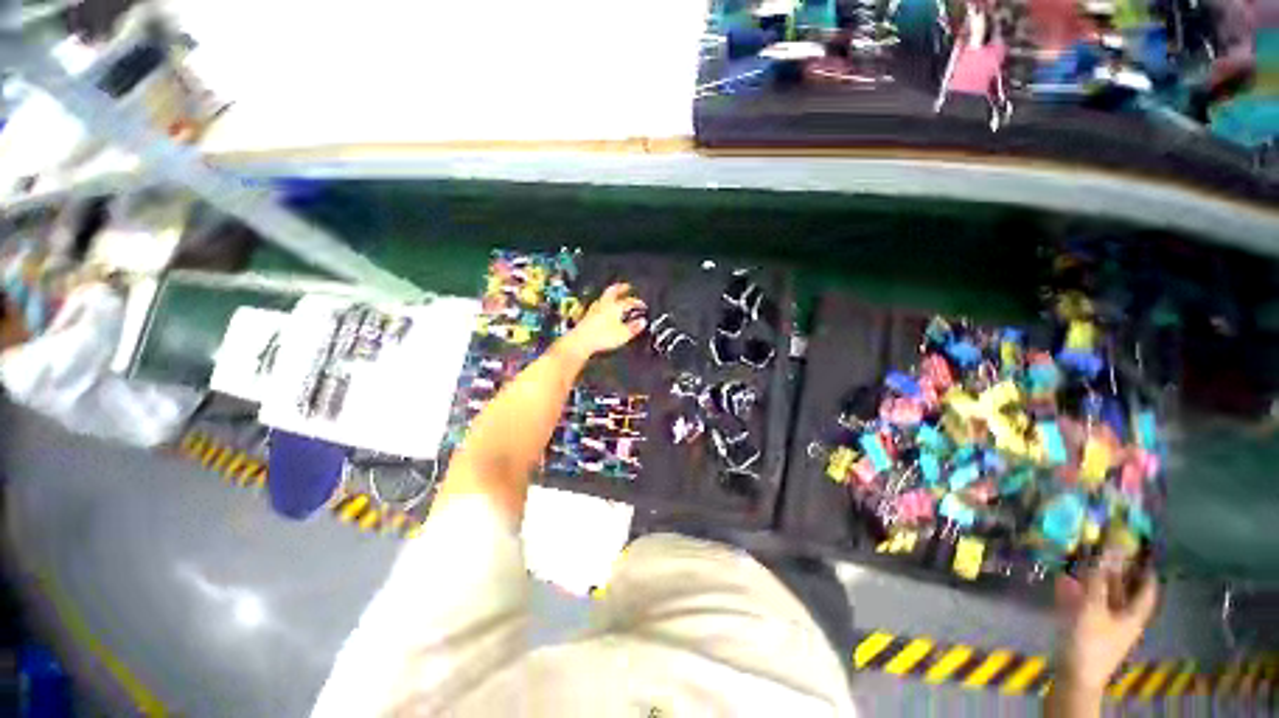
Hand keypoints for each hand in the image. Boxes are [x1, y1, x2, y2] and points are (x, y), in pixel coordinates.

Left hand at [559, 283, 646, 359]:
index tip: (642, 305)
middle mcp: (604, 304)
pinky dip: (603, 303)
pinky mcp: (587, 316)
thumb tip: (642, 322)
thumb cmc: (603, 337)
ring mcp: (594, 309)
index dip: (637, 302)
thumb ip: (633, 327)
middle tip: (626, 286)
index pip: (629, 301)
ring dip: (611, 294)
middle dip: (621, 288)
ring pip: (604, 297)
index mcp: (615, 306)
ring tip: (615, 294)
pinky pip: (598, 305)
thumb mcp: (623, 334)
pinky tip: (603, 308)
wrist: (581, 341)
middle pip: (613, 291)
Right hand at [1053, 563, 1158, 695]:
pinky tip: (1064, 580)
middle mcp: (1123, 617)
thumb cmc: (1091, 641)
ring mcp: (1104, 624)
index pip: (1147, 589)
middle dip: (1115, 571)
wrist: (1074, 676)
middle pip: (1123, 591)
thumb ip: (1098, 580)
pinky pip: (1085, 603)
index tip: (1141, 552)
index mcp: (1133, 615)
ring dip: (1093, 579)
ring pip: (1102, 596)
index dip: (1146, 571)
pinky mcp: (1086, 628)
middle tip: (1105, 549)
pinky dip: (1078, 590)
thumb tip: (1108, 550)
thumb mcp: (1093, 608)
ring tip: (1080, 559)